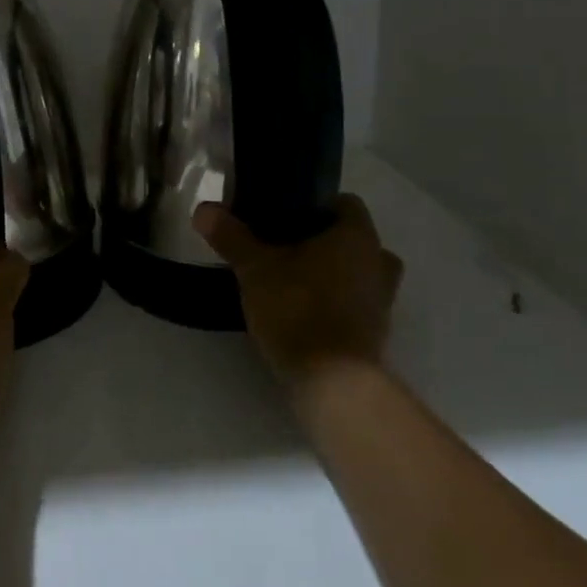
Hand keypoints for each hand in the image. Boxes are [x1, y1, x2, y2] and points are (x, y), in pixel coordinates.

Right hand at [193, 194, 403, 385]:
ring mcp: (383, 301)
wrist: (332, 383)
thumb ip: (231, 237)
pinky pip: (355, 304)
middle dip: (322, 242)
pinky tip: (301, 311)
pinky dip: (334, 303)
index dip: (316, 205)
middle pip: (352, 240)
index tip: (284, 215)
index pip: (346, 203)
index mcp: (358, 236)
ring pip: (357, 273)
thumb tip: (203, 209)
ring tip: (291, 280)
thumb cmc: (298, 309)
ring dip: (331, 274)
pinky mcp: (375, 334)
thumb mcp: (254, 268)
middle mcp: (379, 262)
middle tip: (283, 247)